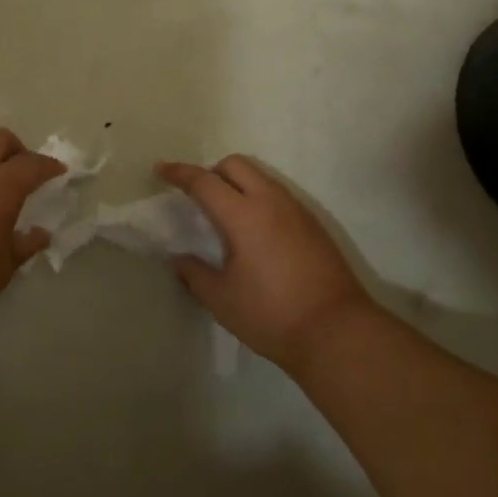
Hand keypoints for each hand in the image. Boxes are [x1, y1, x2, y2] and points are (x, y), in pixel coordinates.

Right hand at [155, 156, 372, 371]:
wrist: (337, 331)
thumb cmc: (271, 315)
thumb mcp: (222, 300)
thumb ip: (195, 274)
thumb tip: (180, 259)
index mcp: (243, 215)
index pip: (204, 181)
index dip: (179, 173)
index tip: (161, 169)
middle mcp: (271, 201)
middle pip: (235, 164)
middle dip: (211, 171)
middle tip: (197, 197)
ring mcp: (296, 210)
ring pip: (260, 176)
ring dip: (237, 183)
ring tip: (225, 215)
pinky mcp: (313, 224)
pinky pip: (278, 194)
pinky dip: (258, 198)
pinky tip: (255, 231)